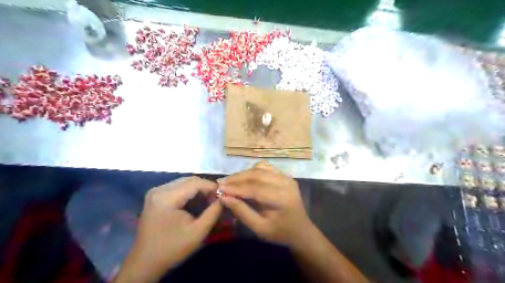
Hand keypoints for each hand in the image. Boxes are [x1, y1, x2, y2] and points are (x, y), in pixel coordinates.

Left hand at [117, 177, 223, 282]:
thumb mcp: (198, 232)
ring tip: (208, 200)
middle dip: (205, 187)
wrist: (145, 263)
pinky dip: (189, 192)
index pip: (195, 183)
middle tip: (216, 198)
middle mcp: (159, 190)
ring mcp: (155, 192)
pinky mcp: (155, 196)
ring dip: (198, 189)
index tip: (224, 194)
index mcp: (166, 197)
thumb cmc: (172, 248)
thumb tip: (223, 197)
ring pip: (184, 182)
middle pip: (189, 180)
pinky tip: (196, 201)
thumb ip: (213, 212)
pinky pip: (177, 187)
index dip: (211, 186)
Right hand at [219, 162, 314, 246]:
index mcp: (282, 199)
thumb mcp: (259, 228)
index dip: (236, 188)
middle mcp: (286, 183)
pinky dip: (252, 172)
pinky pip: (266, 168)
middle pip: (257, 175)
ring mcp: (287, 177)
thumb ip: (242, 212)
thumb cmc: (280, 232)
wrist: (301, 230)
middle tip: (221, 183)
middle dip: (237, 178)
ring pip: (260, 169)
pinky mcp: (285, 176)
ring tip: (229, 181)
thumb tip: (224, 197)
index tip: (219, 188)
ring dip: (243, 174)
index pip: (255, 188)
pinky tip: (243, 178)